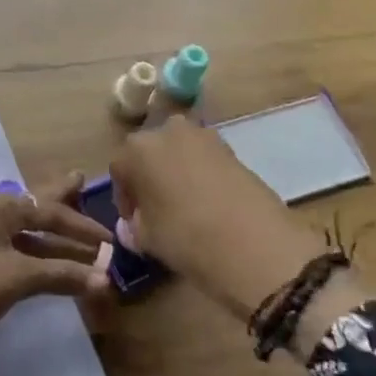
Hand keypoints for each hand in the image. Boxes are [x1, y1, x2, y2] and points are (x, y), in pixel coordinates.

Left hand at [0, 175, 110, 375]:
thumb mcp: (17, 279)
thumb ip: (61, 274)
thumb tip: (104, 279)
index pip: (47, 211)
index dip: (80, 226)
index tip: (108, 239)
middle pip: (30, 205)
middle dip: (57, 197)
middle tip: (79, 179)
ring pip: (19, 228)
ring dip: (47, 234)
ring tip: (70, 224)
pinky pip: (7, 244)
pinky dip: (30, 249)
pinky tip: (41, 256)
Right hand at [109, 117, 327, 321]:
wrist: (256, 244)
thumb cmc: (186, 236)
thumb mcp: (148, 238)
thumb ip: (134, 227)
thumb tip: (133, 225)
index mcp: (138, 148)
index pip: (120, 168)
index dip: (124, 197)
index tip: (133, 221)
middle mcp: (167, 130)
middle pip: (150, 152)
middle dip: (149, 177)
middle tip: (156, 209)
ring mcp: (204, 136)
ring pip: (178, 152)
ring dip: (175, 172)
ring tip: (183, 205)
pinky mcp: (232, 148)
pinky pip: (204, 159)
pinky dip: (200, 175)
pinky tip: (207, 203)